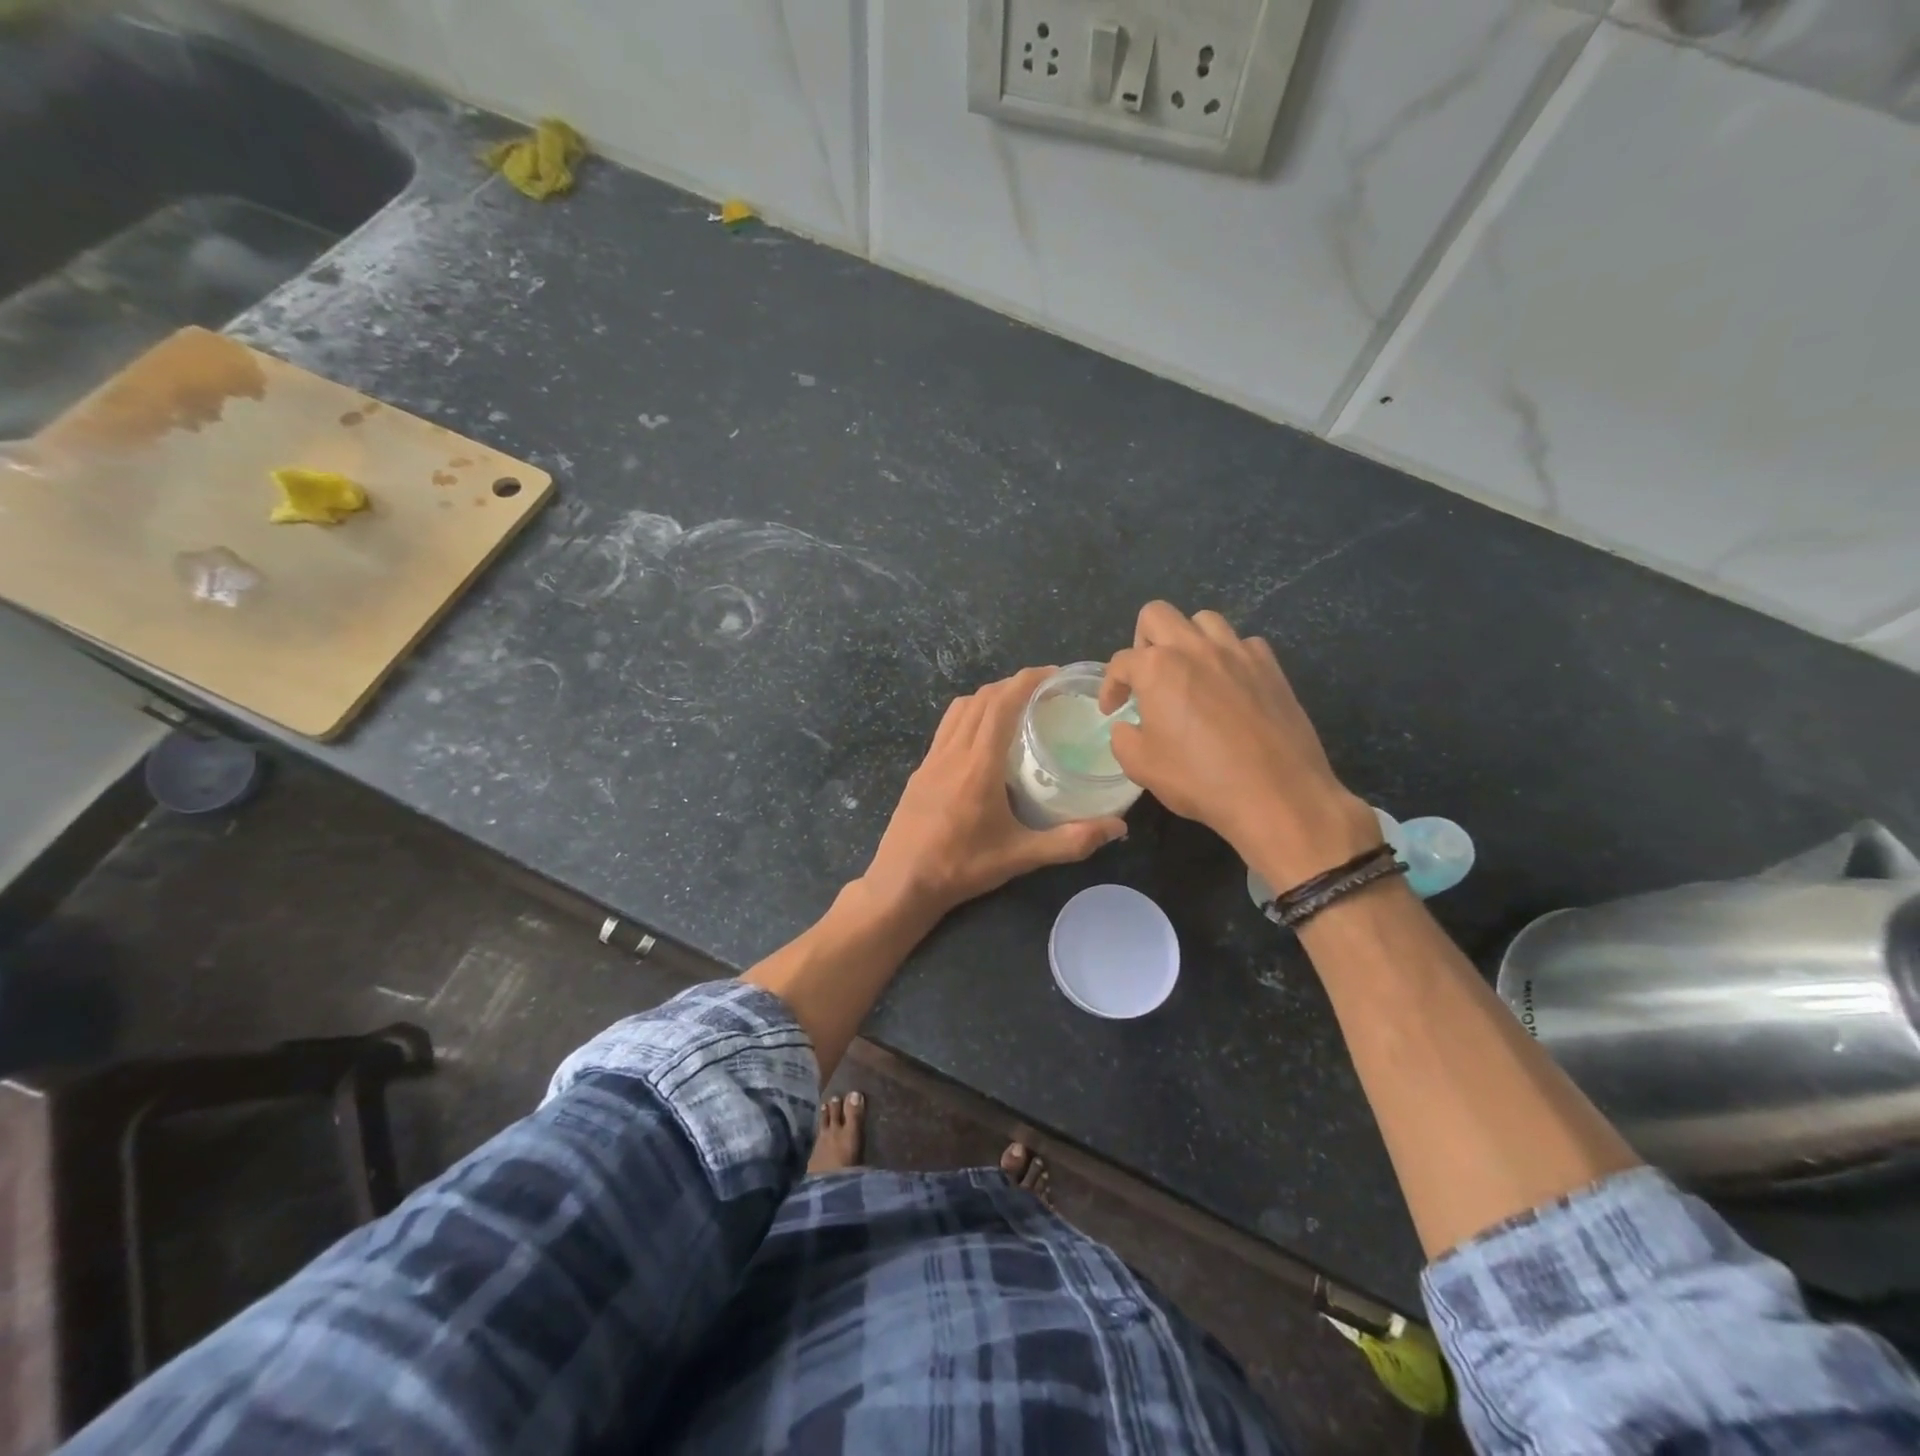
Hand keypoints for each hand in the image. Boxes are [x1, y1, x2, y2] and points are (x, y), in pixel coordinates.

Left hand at [863, 667, 1127, 920]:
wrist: (901, 883)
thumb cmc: (961, 867)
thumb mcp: (1021, 857)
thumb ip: (1070, 841)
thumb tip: (1118, 828)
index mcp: (978, 764)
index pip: (1001, 704)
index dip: (1027, 681)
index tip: (1053, 674)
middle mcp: (953, 752)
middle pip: (981, 699)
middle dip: (1012, 685)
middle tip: (1044, 690)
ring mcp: (931, 759)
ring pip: (959, 709)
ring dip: (988, 697)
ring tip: (1015, 706)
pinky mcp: (920, 770)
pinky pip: (946, 727)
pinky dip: (968, 715)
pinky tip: (982, 738)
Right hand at [1099, 602, 1377, 883]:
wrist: (1275, 794)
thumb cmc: (1199, 779)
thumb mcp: (1140, 766)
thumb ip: (1123, 738)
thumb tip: (1128, 726)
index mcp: (1157, 667)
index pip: (1121, 662)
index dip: (1110, 687)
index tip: (1113, 710)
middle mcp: (1195, 648)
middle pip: (1157, 615)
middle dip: (1142, 642)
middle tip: (1146, 677)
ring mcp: (1238, 652)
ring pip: (1203, 620)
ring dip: (1187, 640)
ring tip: (1188, 673)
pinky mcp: (1270, 667)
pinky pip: (1243, 643)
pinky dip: (1228, 657)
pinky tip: (1228, 686)